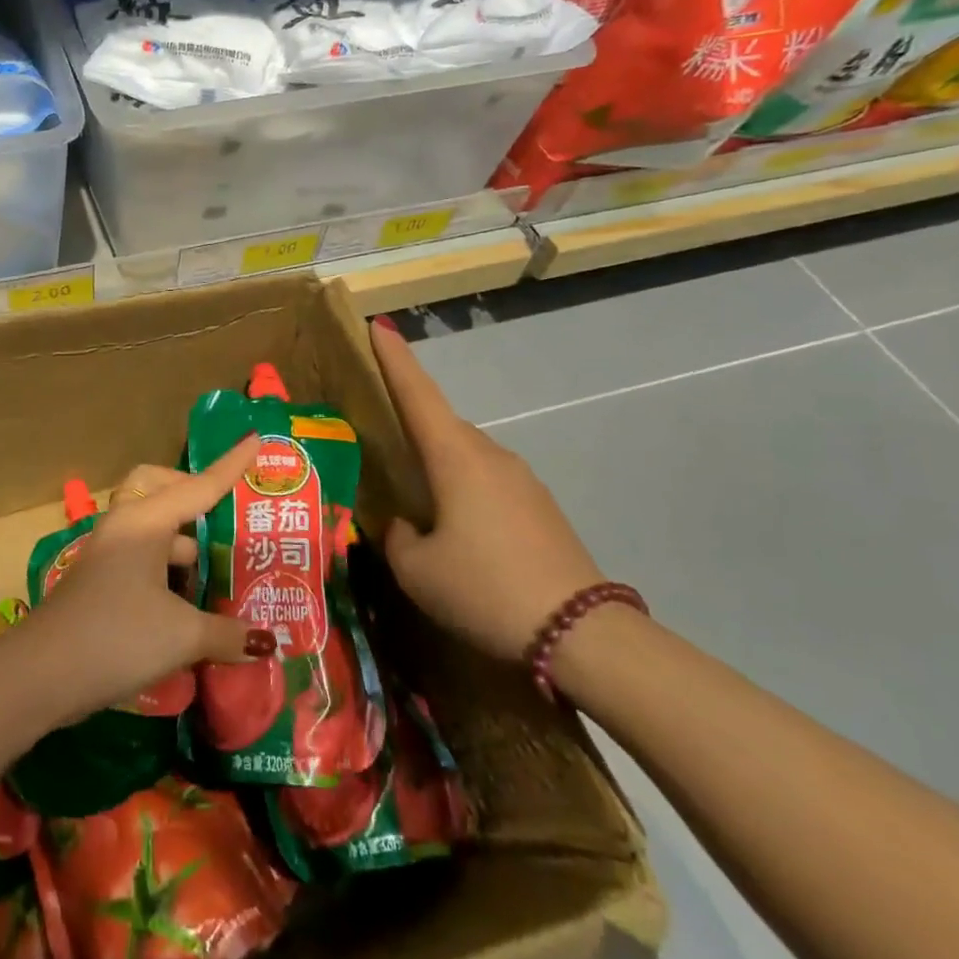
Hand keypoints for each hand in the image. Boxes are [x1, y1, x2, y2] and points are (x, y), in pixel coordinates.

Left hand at [20, 439, 274, 722]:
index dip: (231, 465)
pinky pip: (143, 557)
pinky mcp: (102, 581)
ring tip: (222, 567)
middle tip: (225, 519)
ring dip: (183, 540)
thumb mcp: (181, 636)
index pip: (199, 485)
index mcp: (145, 522)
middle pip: (159, 488)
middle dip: (192, 494)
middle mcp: (126, 527)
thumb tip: (268, 642)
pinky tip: (192, 602)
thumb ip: (227, 634)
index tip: (255, 439)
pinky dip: (168, 569)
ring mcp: (109, 553)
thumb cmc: (115, 637)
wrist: (38, 674)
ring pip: (152, 527)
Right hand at [370, 322, 605, 662]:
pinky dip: (464, 490)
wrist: (579, 633)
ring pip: (466, 457)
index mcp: (456, 458)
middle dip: (412, 424)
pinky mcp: (540, 508)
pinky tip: (457, 530)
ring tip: (416, 501)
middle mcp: (491, 456)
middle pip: (441, 425)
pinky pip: (488, 482)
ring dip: (439, 466)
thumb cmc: (484, 589)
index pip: (417, 393)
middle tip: (381, 439)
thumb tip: (404, 525)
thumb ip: (397, 536)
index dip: (395, 358)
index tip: (378, 325)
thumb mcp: (417, 570)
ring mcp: (522, 480)